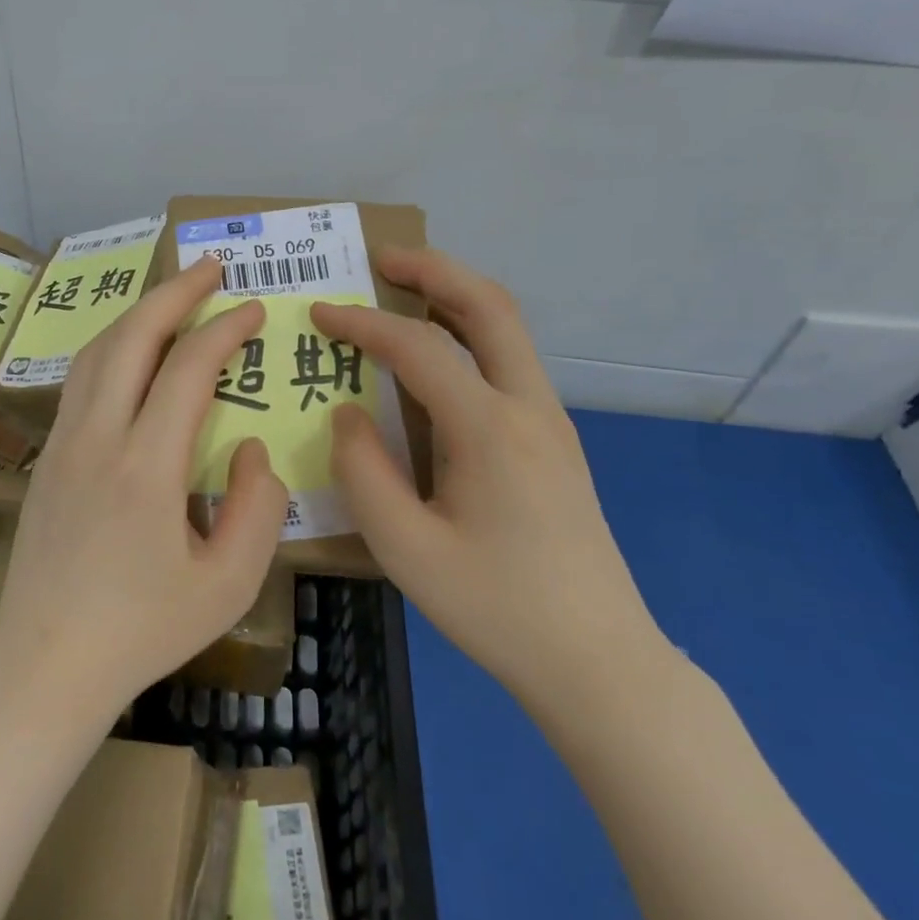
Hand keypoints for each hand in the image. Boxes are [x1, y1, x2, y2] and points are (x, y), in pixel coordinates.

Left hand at [0, 256, 287, 717]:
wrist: (45, 664)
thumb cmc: (142, 630)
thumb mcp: (227, 584)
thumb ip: (256, 508)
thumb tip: (250, 448)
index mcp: (145, 466)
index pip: (188, 369)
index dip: (225, 330)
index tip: (255, 310)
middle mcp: (97, 438)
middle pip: (132, 337)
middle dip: (174, 293)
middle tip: (210, 269)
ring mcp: (63, 443)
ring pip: (98, 351)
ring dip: (138, 313)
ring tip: (174, 298)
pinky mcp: (46, 457)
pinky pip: (80, 380)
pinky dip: (113, 347)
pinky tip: (132, 354)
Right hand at [311, 247, 670, 722]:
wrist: (598, 660)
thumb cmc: (496, 608)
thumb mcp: (406, 549)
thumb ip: (363, 471)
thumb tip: (347, 413)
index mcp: (490, 429)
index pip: (418, 348)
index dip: (363, 323)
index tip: (320, 312)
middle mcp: (528, 407)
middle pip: (488, 306)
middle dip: (433, 270)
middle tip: (381, 258)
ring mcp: (550, 421)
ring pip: (507, 329)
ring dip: (455, 296)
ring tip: (403, 290)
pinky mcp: (554, 440)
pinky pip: (508, 362)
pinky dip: (469, 334)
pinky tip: (436, 358)